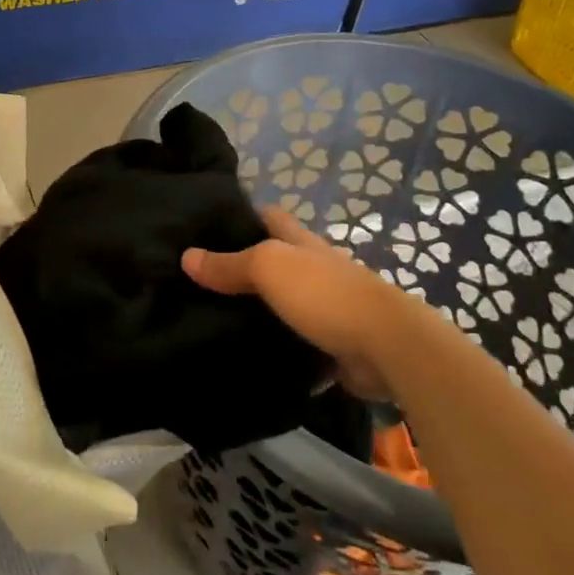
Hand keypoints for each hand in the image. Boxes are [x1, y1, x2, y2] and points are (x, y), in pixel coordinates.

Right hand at [183, 208, 412, 401]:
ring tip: (211, 321)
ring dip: (258, 312)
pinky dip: (277, 349)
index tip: (204, 227)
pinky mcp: (333, 346)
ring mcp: (326, 308)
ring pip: (283, 305)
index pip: (268, 217)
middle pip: (273, 262)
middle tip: (197, 282)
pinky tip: (247, 358)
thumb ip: (229, 264)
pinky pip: (297, 345)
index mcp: (301, 243)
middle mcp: (315, 270)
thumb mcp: (269, 267)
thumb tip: (186, 256)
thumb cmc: (324, 294)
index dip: (240, 216)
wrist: (386, 348)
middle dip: (241, 268)